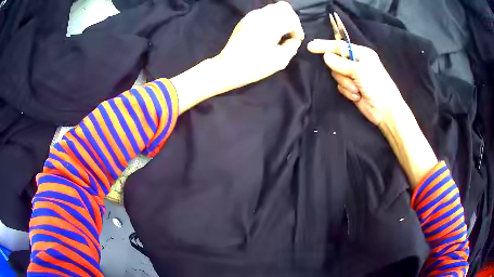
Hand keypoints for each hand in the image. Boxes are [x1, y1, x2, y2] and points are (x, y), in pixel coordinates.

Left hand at [170, 2, 303, 114]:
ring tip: (281, 31)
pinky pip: (262, 12)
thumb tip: (294, 39)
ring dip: (280, 17)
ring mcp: (251, 16)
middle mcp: (261, 16)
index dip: (298, 29)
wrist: (229, 67)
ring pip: (272, 8)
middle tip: (291, 31)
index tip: (297, 39)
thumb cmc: (255, 65)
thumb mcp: (280, 60)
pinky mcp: (244, 20)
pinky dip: (270, 18)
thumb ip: (292, 46)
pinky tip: (269, 31)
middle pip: (283, 7)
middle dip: (291, 18)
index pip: (292, 19)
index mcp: (271, 25)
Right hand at [308, 39, 437, 186]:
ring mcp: (353, 76)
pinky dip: (347, 91)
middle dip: (341, 72)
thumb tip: (325, 56)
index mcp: (361, 53)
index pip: (339, 46)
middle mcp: (356, 62)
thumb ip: (341, 63)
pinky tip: (357, 96)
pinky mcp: (351, 88)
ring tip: (357, 90)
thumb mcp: (360, 71)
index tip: (310, 46)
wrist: (385, 110)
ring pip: (337, 75)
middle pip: (335, 61)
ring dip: (346, 84)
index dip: (324, 46)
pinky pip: (340, 86)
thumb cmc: (377, 86)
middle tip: (351, 79)